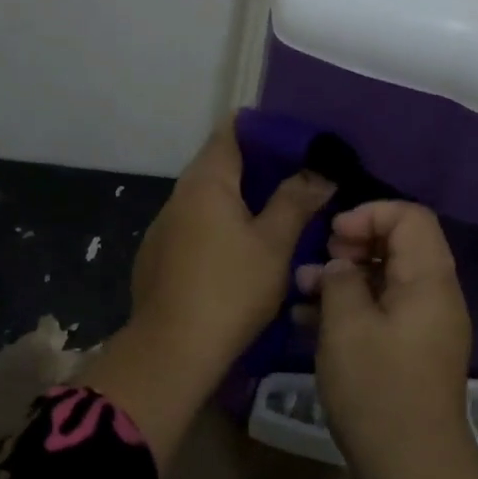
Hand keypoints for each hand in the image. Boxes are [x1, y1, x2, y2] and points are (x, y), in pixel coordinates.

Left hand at [86, 120, 334, 467]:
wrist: (172, 351)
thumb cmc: (230, 289)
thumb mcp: (274, 244)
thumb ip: (295, 201)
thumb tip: (319, 172)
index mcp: (206, 182)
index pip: (230, 130)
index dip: (261, 127)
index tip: (292, 139)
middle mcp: (179, 195)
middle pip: (217, 163)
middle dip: (255, 166)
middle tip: (295, 177)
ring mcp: (163, 226)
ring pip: (205, 197)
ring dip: (236, 198)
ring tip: (273, 212)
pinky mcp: (158, 255)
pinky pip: (194, 224)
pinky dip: (218, 223)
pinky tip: (238, 249)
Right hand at [297, 201, 477, 478]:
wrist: (413, 469)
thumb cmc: (377, 390)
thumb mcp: (345, 326)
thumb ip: (339, 280)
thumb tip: (340, 266)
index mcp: (429, 279)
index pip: (410, 216)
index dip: (368, 214)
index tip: (333, 236)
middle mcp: (435, 294)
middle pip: (398, 243)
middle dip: (352, 245)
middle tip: (319, 263)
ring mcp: (425, 324)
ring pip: (386, 277)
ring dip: (345, 277)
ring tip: (302, 289)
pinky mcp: (413, 349)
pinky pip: (384, 309)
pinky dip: (352, 305)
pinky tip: (309, 319)